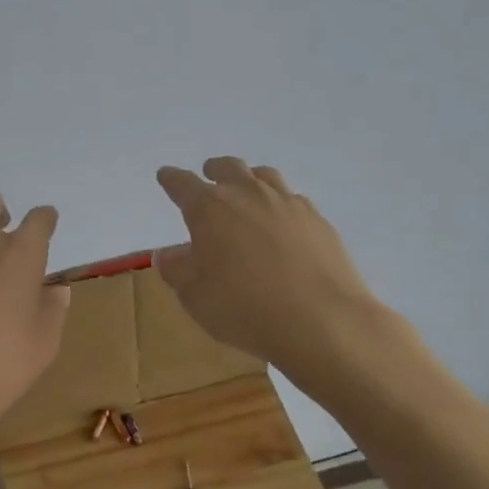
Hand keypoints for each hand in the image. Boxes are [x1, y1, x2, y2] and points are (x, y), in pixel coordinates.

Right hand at [155, 158, 393, 391]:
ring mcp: (287, 203)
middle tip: (209, 175)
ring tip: (248, 191)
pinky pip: (293, 199)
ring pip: (265, 176)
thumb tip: (167, 253)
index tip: (165, 176)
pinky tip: (283, 223)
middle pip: (228, 167)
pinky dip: (281, 204)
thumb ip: (177, 270)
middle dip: (214, 170)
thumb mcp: (195, 296)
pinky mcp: (318, 219)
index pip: (182, 184)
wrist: (322, 320)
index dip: (171, 179)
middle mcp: (247, 194)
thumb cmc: (244, 308)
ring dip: (250, 179)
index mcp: (209, 208)